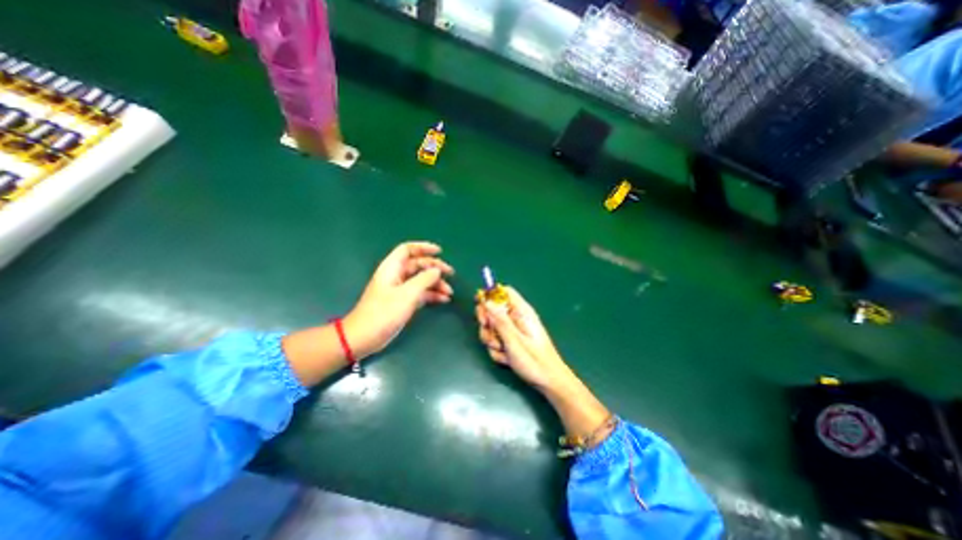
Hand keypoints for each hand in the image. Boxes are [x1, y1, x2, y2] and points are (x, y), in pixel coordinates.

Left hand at [343, 242, 452, 355]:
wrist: (365, 337)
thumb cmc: (384, 312)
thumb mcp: (407, 294)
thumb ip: (424, 279)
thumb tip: (437, 270)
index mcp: (392, 268)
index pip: (408, 249)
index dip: (423, 247)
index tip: (440, 252)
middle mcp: (396, 275)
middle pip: (418, 265)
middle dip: (435, 268)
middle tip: (451, 273)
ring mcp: (399, 289)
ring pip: (421, 280)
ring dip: (436, 284)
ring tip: (449, 292)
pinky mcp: (402, 302)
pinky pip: (420, 293)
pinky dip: (432, 294)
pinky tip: (443, 299)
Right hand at [473, 290, 568, 388]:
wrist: (548, 381)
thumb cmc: (534, 359)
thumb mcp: (514, 340)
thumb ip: (499, 320)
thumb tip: (486, 301)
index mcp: (521, 311)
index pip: (504, 292)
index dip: (490, 295)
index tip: (479, 305)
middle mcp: (516, 318)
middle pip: (493, 310)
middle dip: (487, 323)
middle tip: (491, 335)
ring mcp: (513, 330)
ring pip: (492, 328)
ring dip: (492, 340)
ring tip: (503, 351)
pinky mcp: (510, 342)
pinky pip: (495, 341)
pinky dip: (497, 350)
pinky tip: (506, 359)